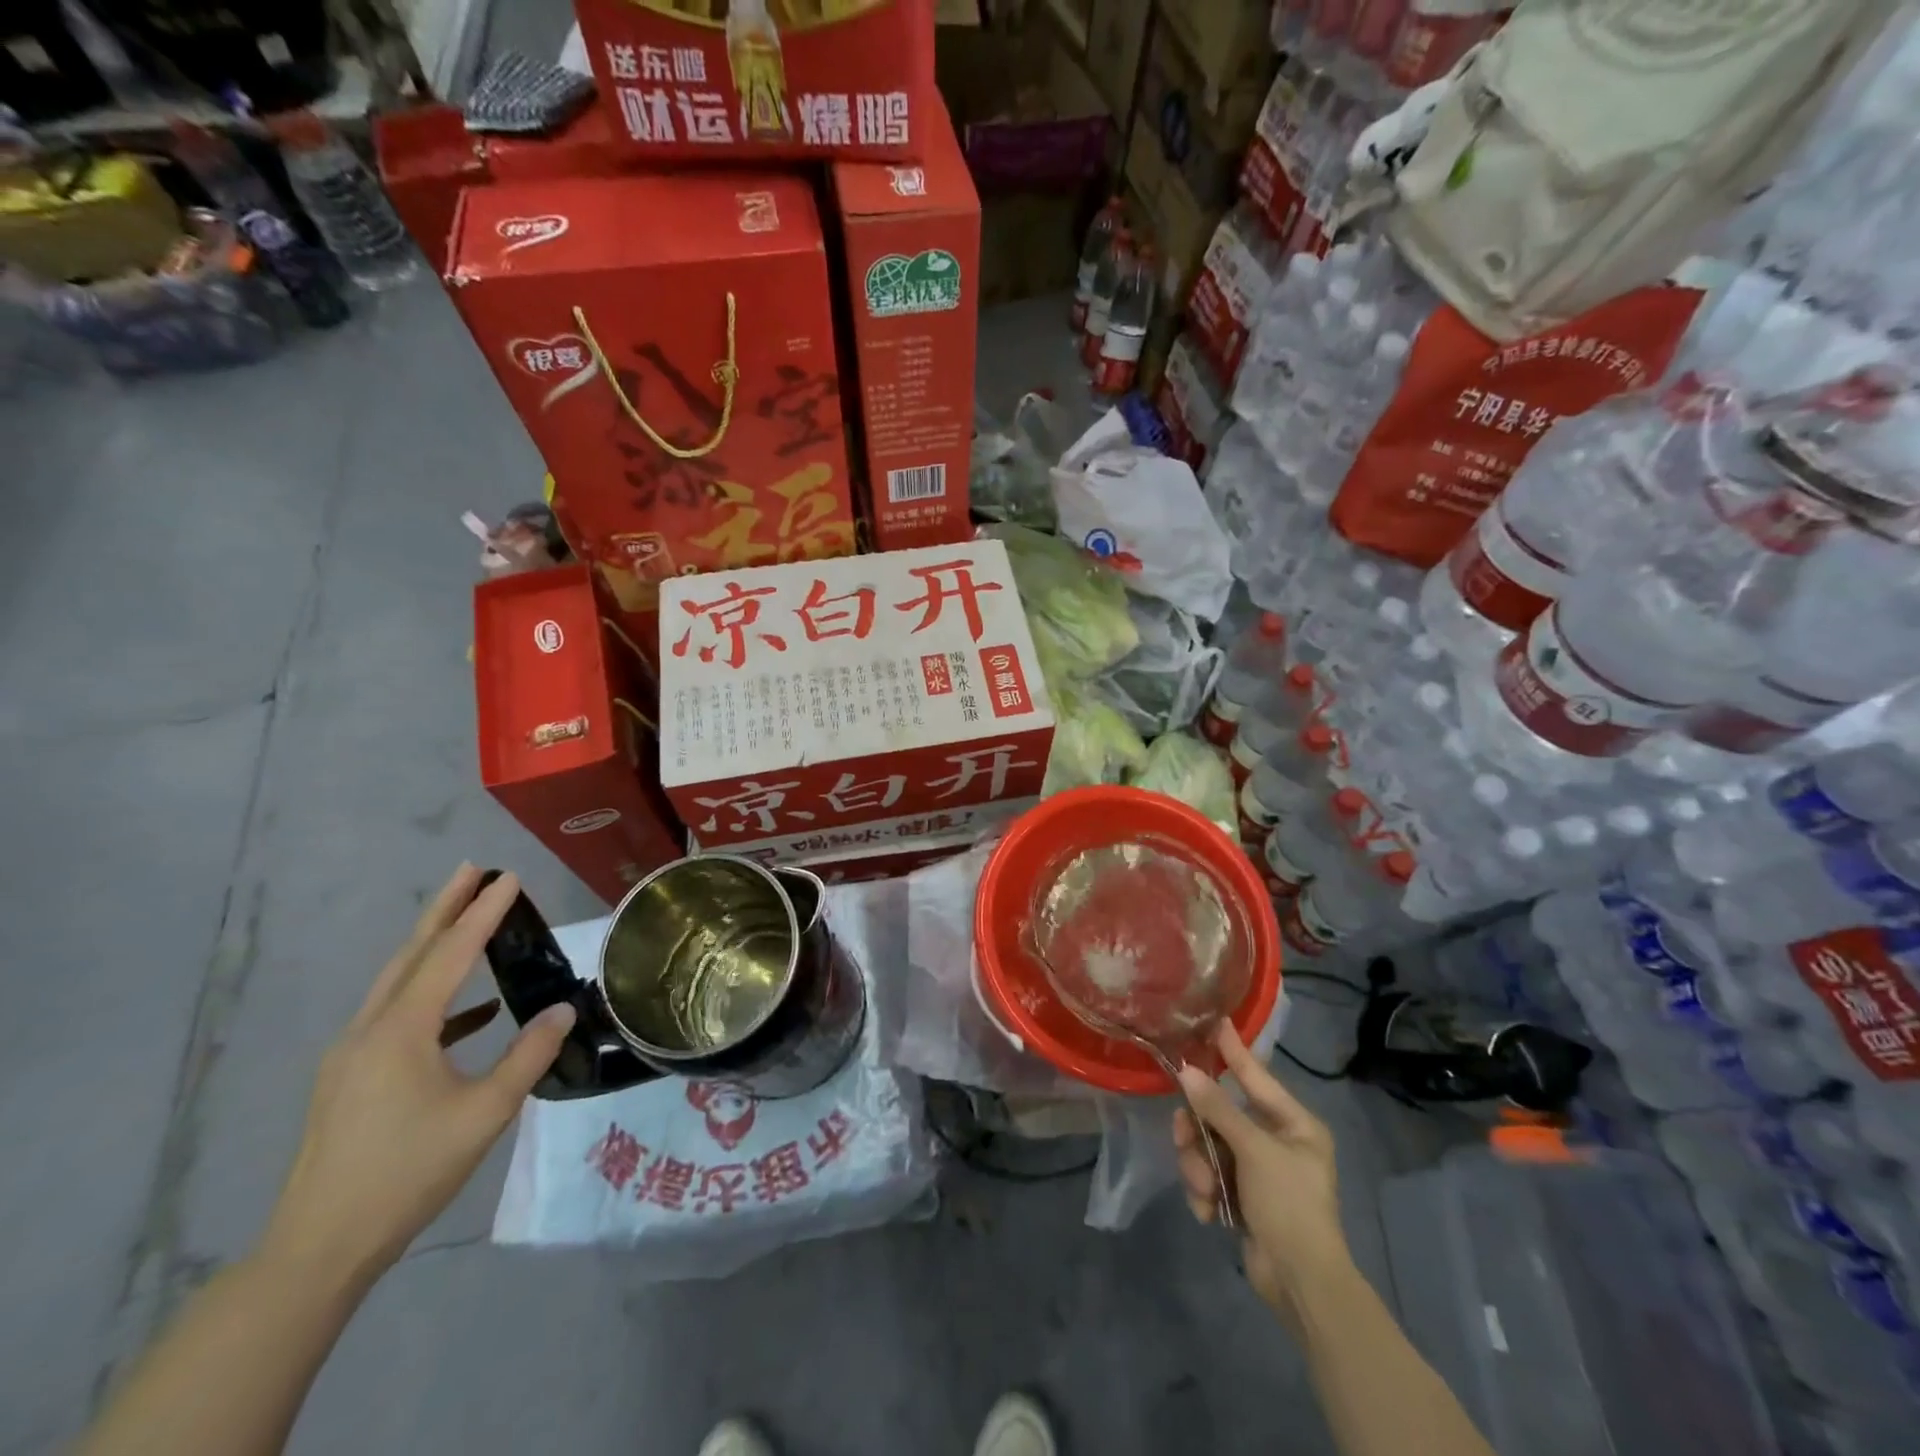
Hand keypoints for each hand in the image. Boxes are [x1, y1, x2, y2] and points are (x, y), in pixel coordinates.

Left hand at [257, 866, 574, 1291]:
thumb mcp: (485, 1113)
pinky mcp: (351, 1078)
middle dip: (444, 908)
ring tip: (469, 921)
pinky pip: (397, 1016)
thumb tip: (564, 1010)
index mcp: (401, 1031)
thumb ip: (528, 1056)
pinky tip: (472, 1013)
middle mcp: (370, 1029)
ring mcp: (353, 1054)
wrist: (319, 1247)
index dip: (483, 913)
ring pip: (399, 981)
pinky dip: (435, 998)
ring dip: (435, 945)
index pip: (450, 954)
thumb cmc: (408, 1172)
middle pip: (412, 953)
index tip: (509, 877)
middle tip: (472, 869)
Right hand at [1175, 1023, 1350, 1316]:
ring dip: (1199, 1168)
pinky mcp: (1242, 1198)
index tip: (1213, 1021)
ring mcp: (1258, 1171)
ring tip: (1205, 1191)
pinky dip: (1206, 1193)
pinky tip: (1211, 1213)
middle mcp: (1277, 1142)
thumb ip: (1218, 1109)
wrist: (1301, 1284)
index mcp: (1294, 1124)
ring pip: (1209, 1148)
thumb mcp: (1254, 1150)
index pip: (1256, 1076)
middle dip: (1200, 1132)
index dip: (1233, 1051)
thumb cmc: (1289, 1204)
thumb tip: (1187, 1072)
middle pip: (1221, 1116)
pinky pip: (1210, 1177)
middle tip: (1182, 1135)